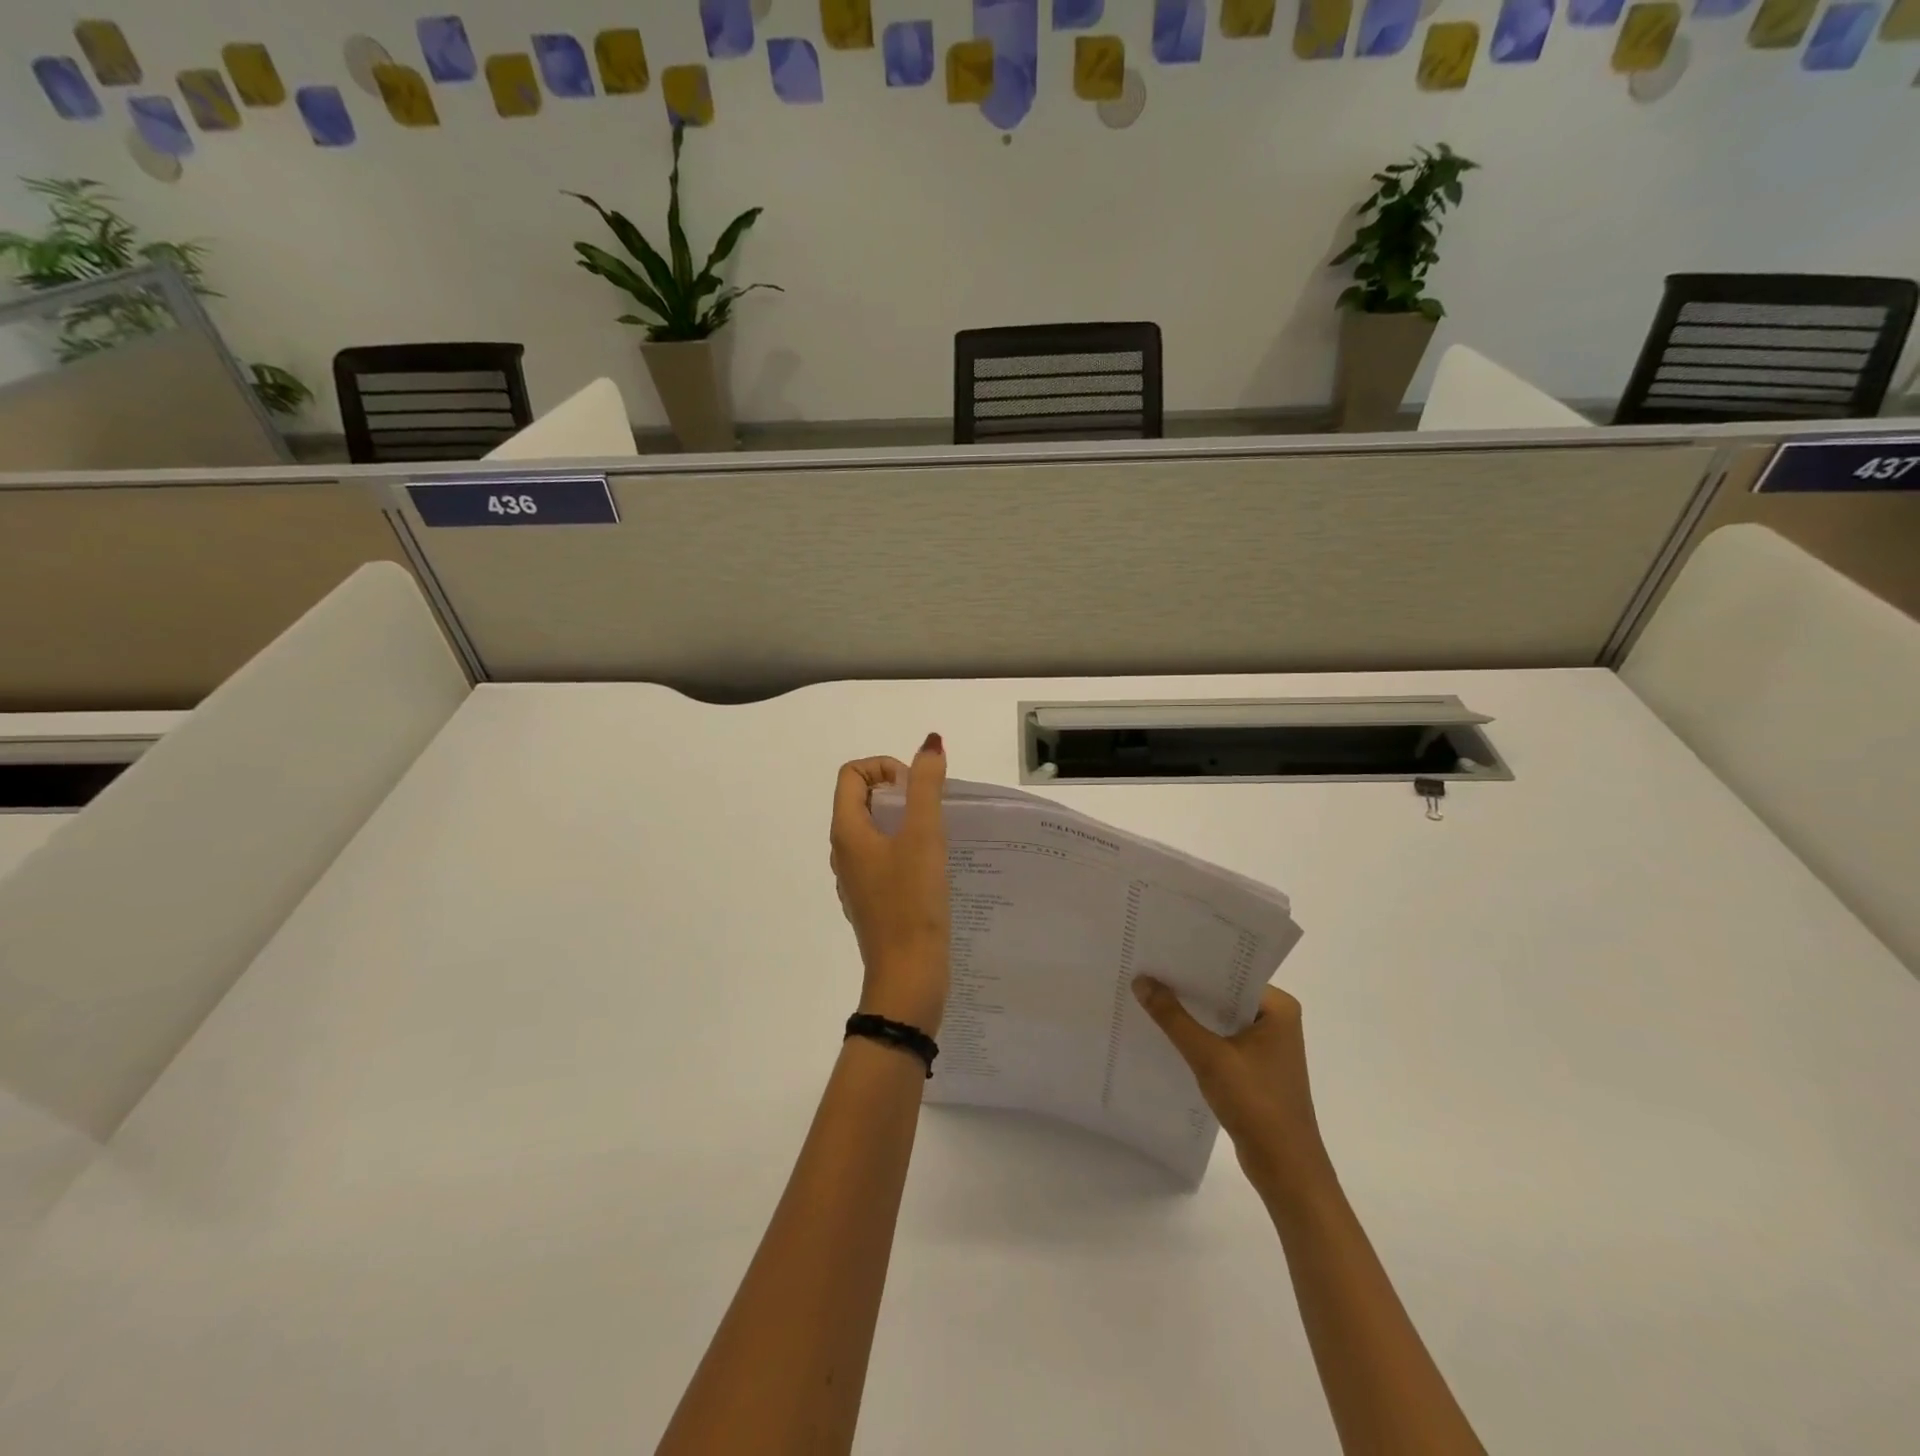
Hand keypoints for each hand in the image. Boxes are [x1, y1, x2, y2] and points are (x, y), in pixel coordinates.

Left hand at [830, 735, 949, 1033]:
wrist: (908, 976)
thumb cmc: (912, 902)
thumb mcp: (923, 836)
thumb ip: (926, 787)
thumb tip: (929, 744)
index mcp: (846, 832)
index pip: (852, 774)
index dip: (884, 768)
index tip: (915, 790)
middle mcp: (843, 851)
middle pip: (862, 799)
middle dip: (899, 793)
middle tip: (932, 812)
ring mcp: (856, 878)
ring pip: (875, 830)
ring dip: (905, 821)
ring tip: (938, 837)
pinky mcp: (873, 899)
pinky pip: (884, 857)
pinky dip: (905, 849)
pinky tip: (933, 868)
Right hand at [1133, 978, 1332, 1197]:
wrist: (1286, 1170)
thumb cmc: (1256, 1105)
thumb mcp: (1209, 1057)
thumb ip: (1173, 1018)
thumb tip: (1141, 981)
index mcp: (1278, 1007)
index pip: (1230, 972)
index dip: (1194, 964)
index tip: (1159, 953)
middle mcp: (1276, 1019)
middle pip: (1223, 994)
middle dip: (1188, 988)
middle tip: (1146, 971)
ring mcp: (1267, 1045)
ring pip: (1220, 1018)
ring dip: (1191, 1014)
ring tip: (1149, 996)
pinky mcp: (1256, 1067)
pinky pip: (1221, 1039)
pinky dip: (1198, 1036)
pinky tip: (1167, 1032)